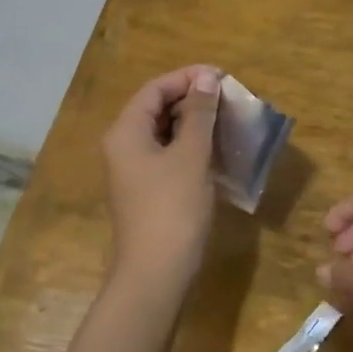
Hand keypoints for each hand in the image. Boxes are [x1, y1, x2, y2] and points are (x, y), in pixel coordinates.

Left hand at [102, 65, 221, 298]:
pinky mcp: (147, 191)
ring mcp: (134, 171)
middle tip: (229, 98)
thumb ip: (199, 114)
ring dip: (194, 123)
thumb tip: (206, 77)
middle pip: (156, 108)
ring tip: (228, 120)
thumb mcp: (191, 156)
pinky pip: (168, 155)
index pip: (155, 89)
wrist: (156, 274)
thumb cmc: (173, 209)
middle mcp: (124, 146)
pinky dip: (191, 146)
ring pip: (164, 133)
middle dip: (192, 99)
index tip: (222, 77)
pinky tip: (217, 150)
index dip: (187, 77)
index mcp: (126, 132)